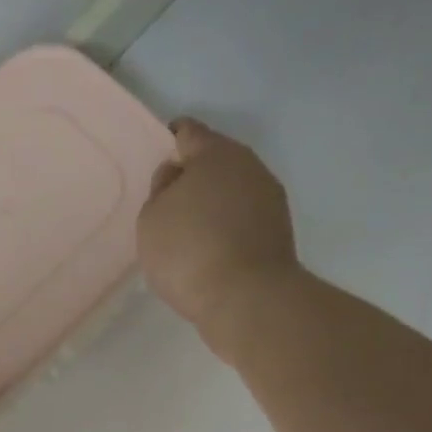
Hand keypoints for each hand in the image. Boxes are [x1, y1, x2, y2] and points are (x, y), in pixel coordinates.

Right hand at [138, 118, 298, 335]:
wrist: (248, 300)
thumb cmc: (189, 252)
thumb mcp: (152, 218)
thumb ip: (160, 190)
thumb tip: (177, 177)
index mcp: (215, 153)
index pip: (188, 132)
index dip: (169, 142)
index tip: (158, 161)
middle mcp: (249, 166)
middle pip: (215, 161)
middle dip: (193, 176)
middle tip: (169, 203)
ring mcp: (270, 199)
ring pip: (233, 191)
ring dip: (213, 204)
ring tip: (190, 233)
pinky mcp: (279, 232)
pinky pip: (244, 219)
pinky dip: (228, 228)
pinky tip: (212, 251)